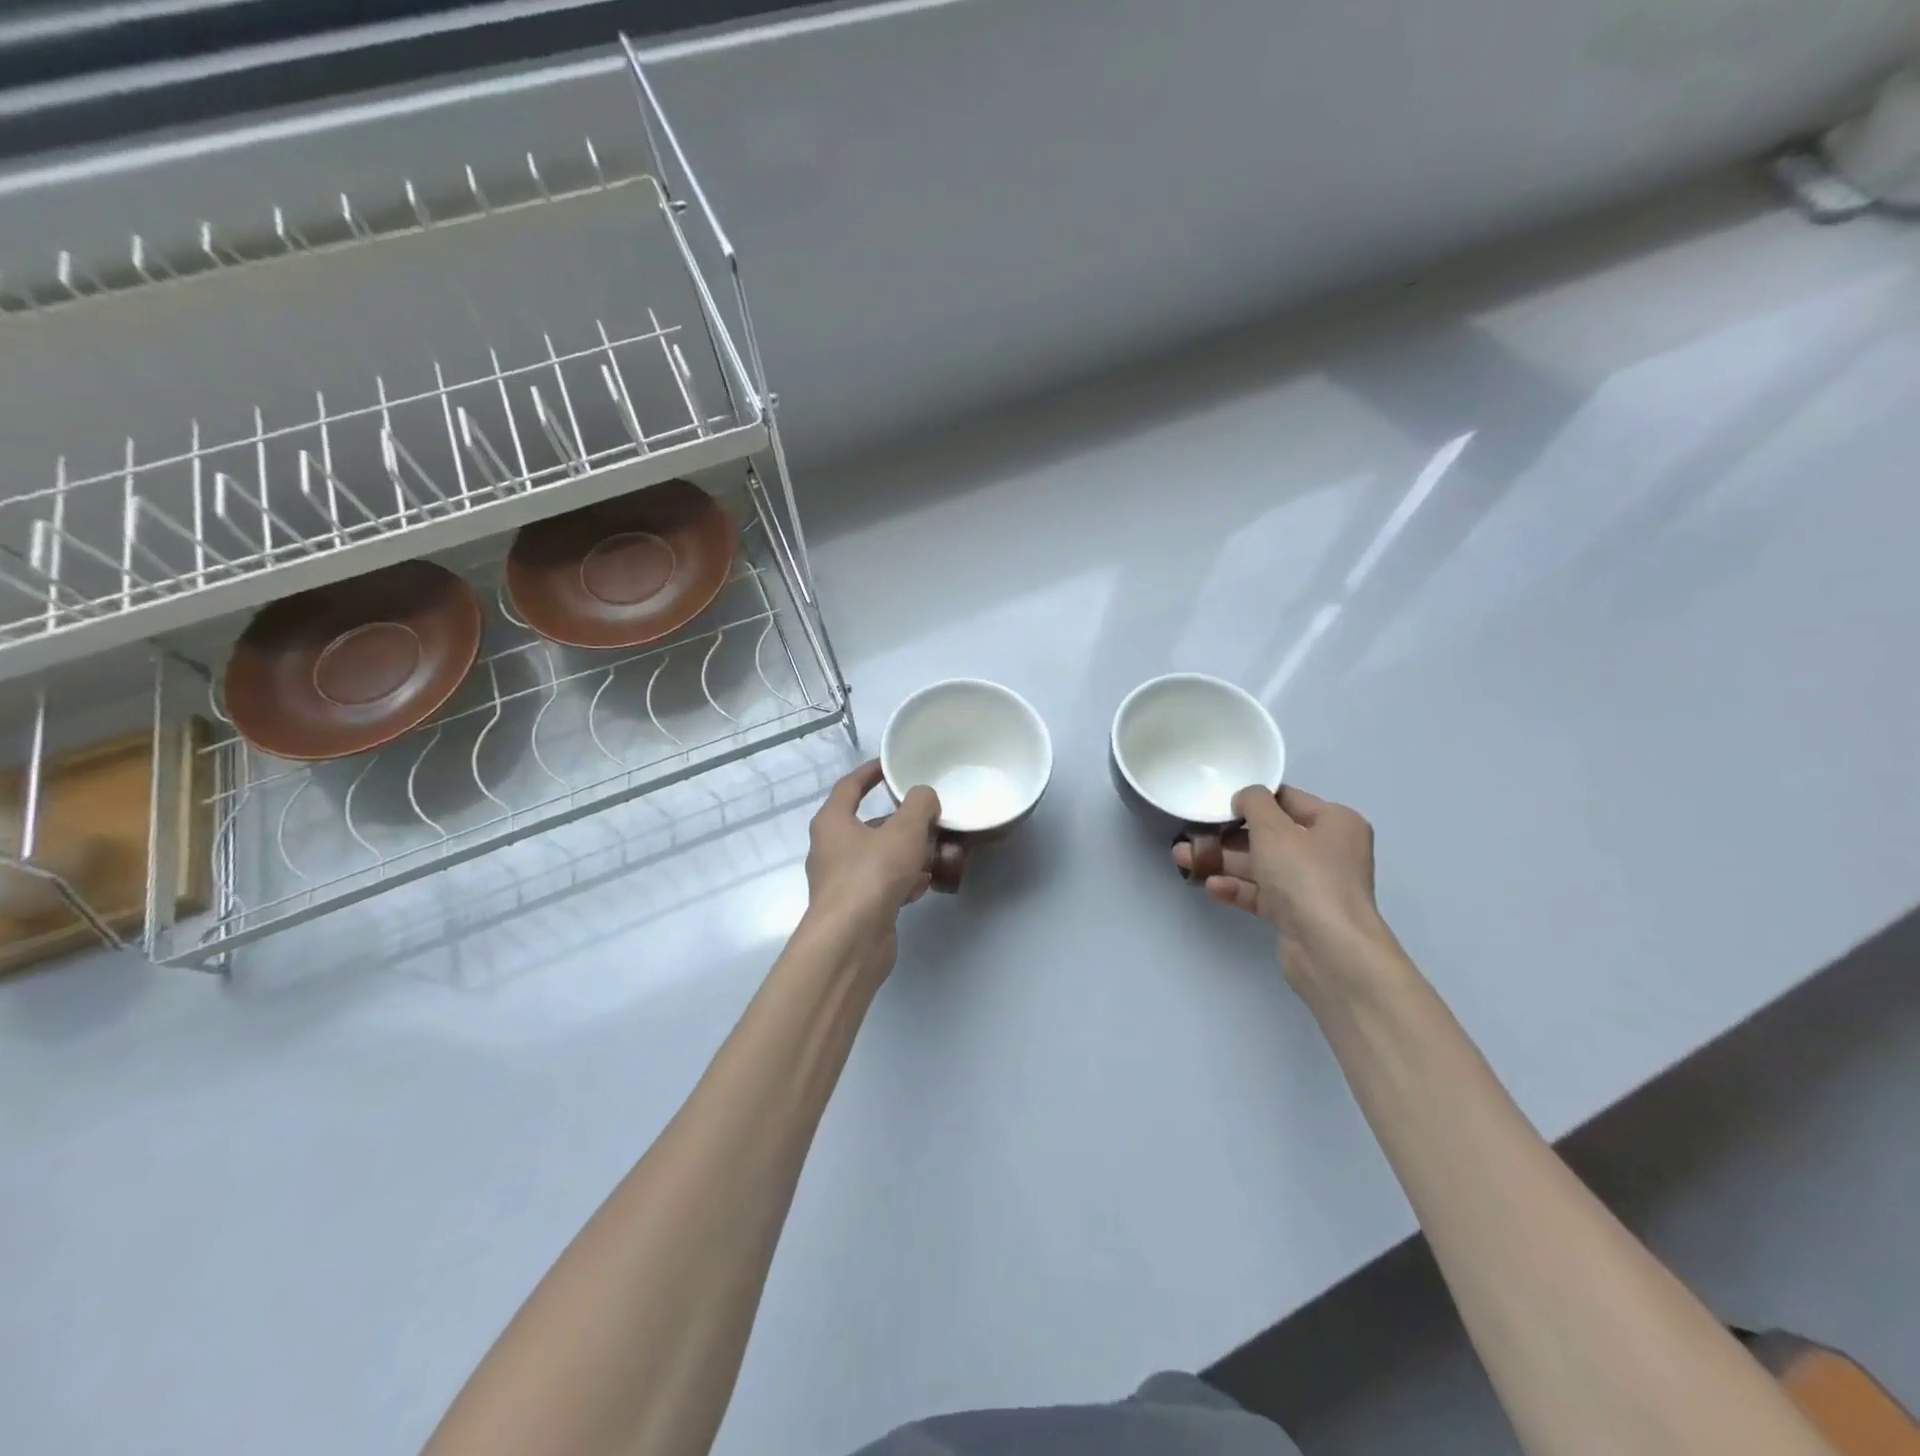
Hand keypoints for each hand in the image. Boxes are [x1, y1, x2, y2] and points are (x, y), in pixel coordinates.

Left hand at [804, 761, 940, 973]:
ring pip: (880, 856)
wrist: (851, 940)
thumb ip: (919, 805)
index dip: (870, 772)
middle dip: (902, 821)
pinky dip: (904, 880)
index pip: (850, 786)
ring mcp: (842, 881)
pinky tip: (925, 884)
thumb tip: (924, 797)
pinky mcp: (857, 907)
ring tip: (938, 851)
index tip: (891, 765)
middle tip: (930, 816)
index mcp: (833, 821)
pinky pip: (883, 884)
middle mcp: (831, 848)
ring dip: (907, 852)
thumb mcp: (904, 830)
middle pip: (870, 824)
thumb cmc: (872, 874)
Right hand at [1172, 784, 1396, 990]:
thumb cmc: (1305, 876)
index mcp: (1335, 822)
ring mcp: (1313, 885)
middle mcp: (1328, 851)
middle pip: (1271, 835)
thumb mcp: (1273, 828)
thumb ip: (1254, 803)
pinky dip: (1238, 887)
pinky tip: (1210, 885)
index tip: (1217, 803)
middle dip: (1228, 835)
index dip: (1252, 799)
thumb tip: (1245, 797)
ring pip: (1262, 865)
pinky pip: (1262, 893)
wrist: (1329, 949)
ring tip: (1184, 859)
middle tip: (1192, 834)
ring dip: (1225, 861)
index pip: (1287, 800)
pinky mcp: (1298, 914)